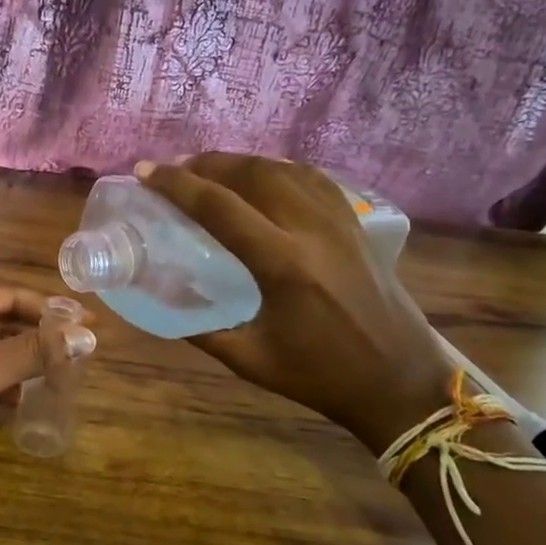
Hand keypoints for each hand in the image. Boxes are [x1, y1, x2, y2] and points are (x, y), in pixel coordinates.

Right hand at [136, 155, 451, 452]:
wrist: (400, 382)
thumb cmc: (321, 376)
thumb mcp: (250, 360)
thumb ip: (202, 329)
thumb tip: (162, 301)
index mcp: (283, 265)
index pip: (219, 207)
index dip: (176, 184)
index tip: (146, 173)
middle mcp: (312, 230)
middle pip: (251, 173)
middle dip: (205, 163)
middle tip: (173, 169)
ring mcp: (339, 222)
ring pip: (283, 169)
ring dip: (240, 162)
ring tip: (209, 170)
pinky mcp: (355, 224)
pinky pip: (312, 179)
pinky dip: (278, 169)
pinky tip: (263, 178)